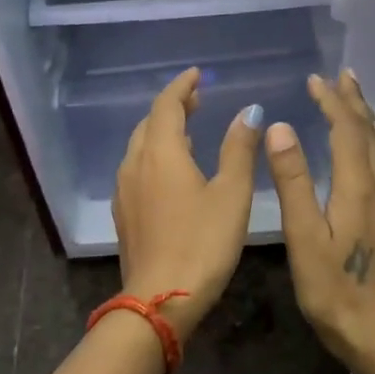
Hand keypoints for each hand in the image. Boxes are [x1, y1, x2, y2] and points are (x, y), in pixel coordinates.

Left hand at [112, 68, 264, 341]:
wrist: (160, 299)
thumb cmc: (202, 243)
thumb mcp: (231, 193)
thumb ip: (239, 149)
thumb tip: (250, 111)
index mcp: (160, 152)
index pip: (166, 105)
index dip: (182, 86)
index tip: (197, 75)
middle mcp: (135, 164)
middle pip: (149, 123)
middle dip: (172, 107)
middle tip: (197, 100)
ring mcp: (125, 190)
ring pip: (140, 147)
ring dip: (162, 132)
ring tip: (187, 130)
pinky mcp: (124, 213)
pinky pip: (137, 169)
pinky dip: (155, 156)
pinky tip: (172, 172)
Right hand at [265, 71, 374, 366]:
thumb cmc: (334, 290)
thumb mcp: (303, 237)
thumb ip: (293, 180)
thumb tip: (280, 127)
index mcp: (360, 187)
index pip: (347, 130)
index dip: (332, 101)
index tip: (315, 79)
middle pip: (372, 133)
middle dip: (355, 102)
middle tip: (341, 76)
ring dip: (373, 120)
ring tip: (361, 104)